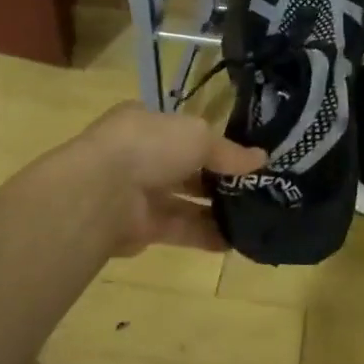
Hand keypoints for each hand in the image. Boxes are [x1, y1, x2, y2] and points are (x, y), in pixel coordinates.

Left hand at [57, 102, 265, 255]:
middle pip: (187, 167)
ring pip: (184, 201)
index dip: (215, 142)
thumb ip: (230, 151)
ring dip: (216, 209)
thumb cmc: (150, 147)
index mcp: (147, 122)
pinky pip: (180, 229)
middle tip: (256, 188)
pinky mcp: (140, 228)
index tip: (246, 157)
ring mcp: (138, 193)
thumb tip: (262, 159)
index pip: (185, 131)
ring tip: (253, 217)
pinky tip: (235, 241)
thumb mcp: (199, 137)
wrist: (101, 194)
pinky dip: (206, 235)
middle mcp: (141, 155)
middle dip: (218, 178)